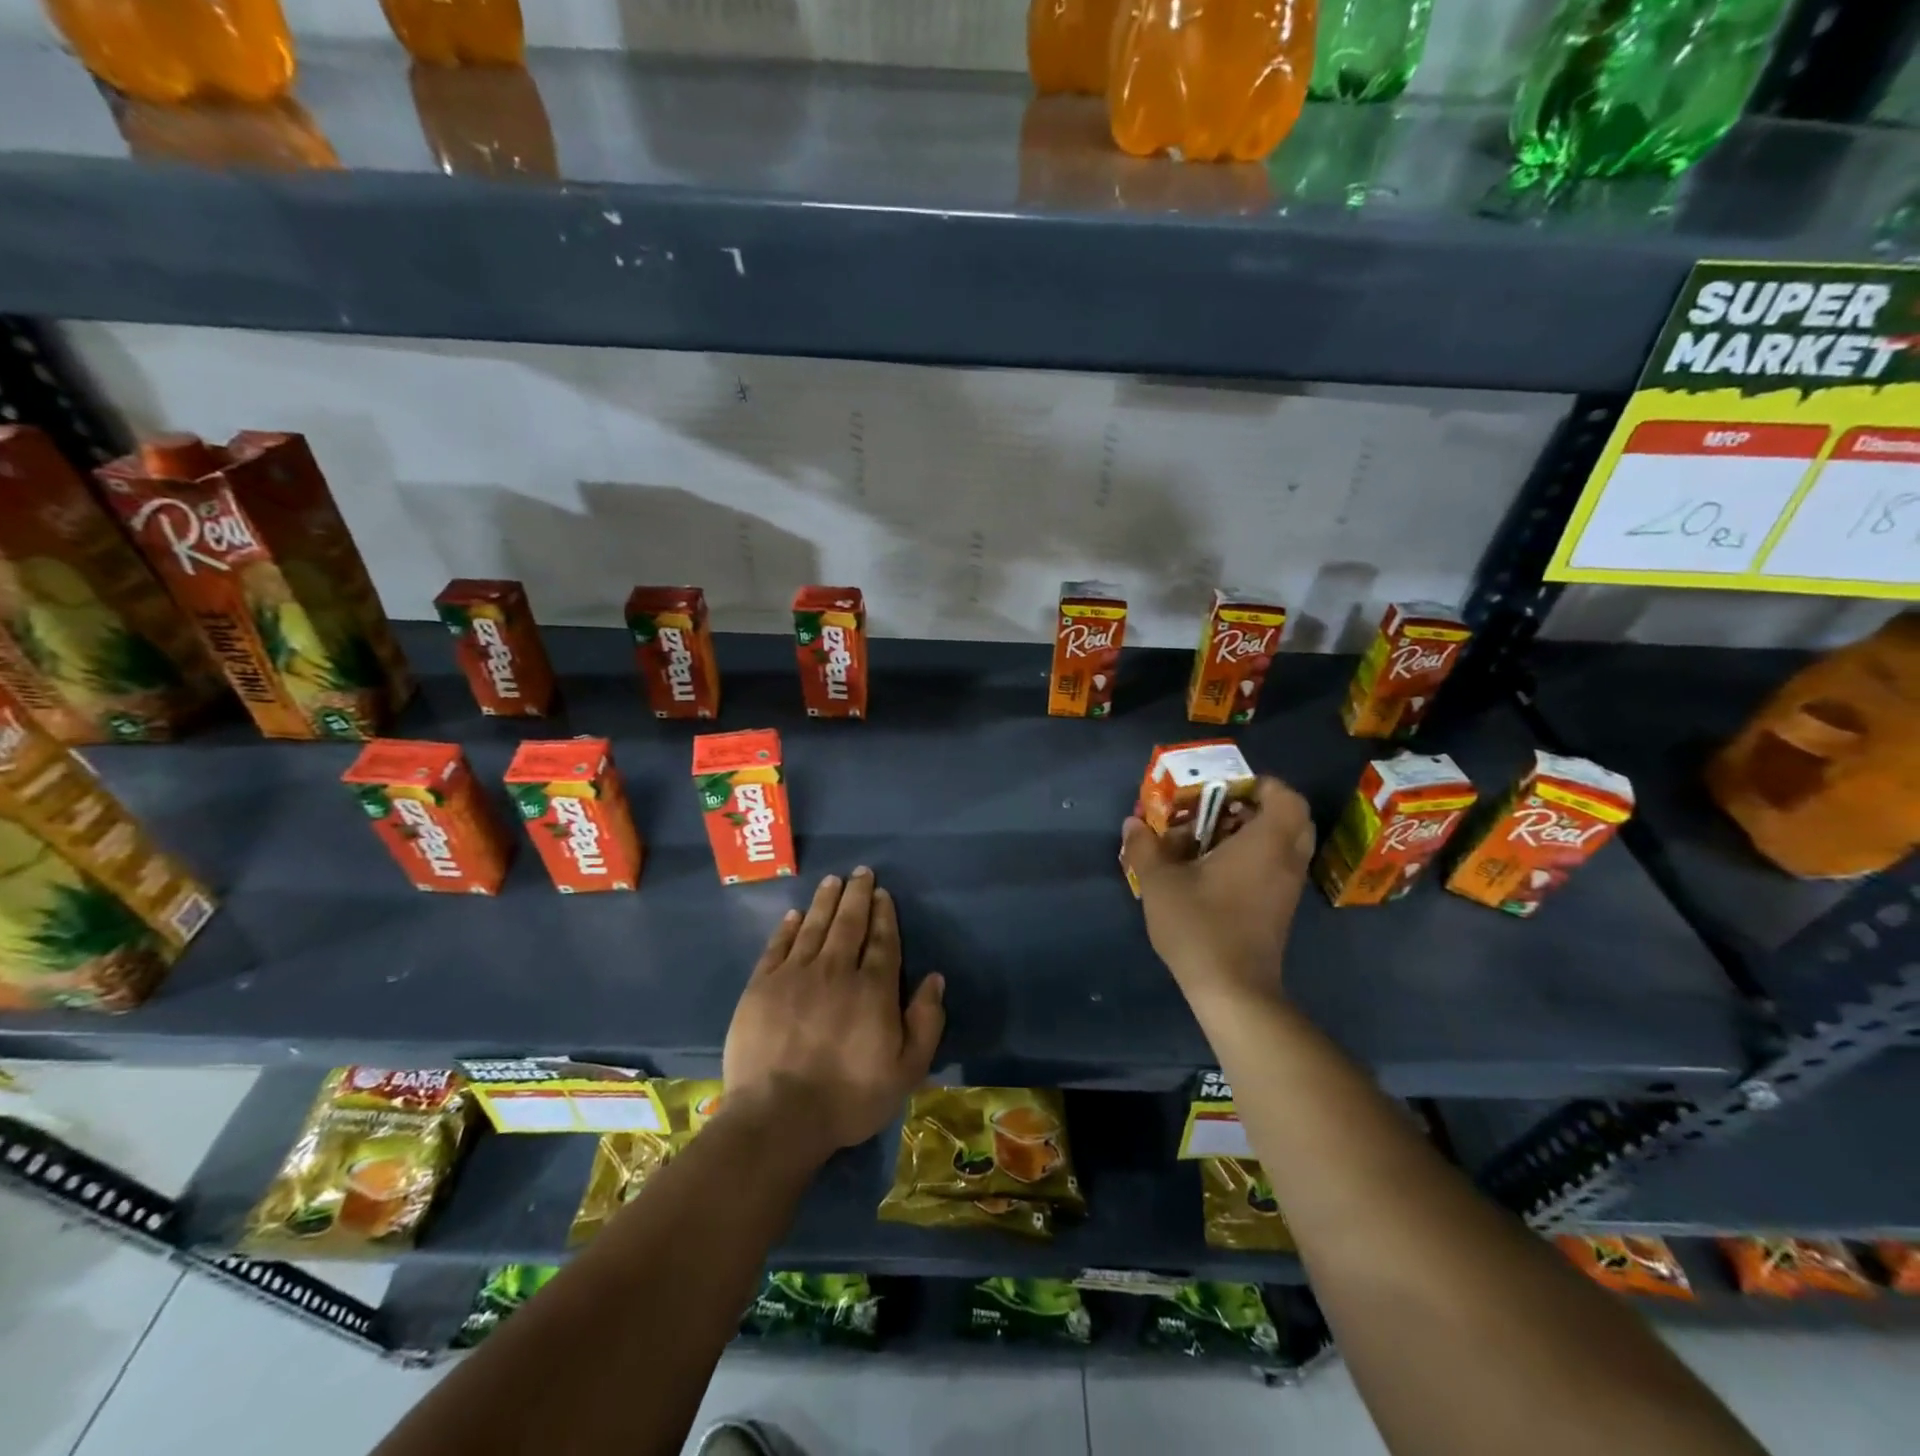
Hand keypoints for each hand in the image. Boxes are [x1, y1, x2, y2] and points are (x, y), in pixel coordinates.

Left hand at [722, 867, 944, 1162]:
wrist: (779, 1116)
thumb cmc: (849, 1098)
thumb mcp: (906, 1070)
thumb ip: (925, 1022)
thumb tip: (934, 979)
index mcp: (873, 989)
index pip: (882, 941)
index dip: (884, 914)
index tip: (882, 893)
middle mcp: (836, 970)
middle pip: (849, 924)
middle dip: (857, 895)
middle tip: (860, 872)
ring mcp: (795, 975)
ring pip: (814, 927)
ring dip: (825, 901)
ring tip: (833, 881)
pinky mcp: (762, 987)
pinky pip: (778, 946)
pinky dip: (788, 927)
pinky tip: (795, 914)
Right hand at [1121, 776, 1314, 1013]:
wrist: (1232, 990)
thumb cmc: (1200, 925)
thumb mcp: (1160, 882)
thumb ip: (1146, 847)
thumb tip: (1133, 823)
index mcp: (1266, 842)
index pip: (1285, 796)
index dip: (1259, 785)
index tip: (1223, 790)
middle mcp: (1286, 860)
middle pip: (1290, 818)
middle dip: (1257, 808)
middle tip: (1219, 811)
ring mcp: (1288, 887)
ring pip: (1284, 845)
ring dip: (1253, 834)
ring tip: (1210, 840)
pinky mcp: (1281, 910)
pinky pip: (1277, 867)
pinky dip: (1254, 859)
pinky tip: (1214, 872)